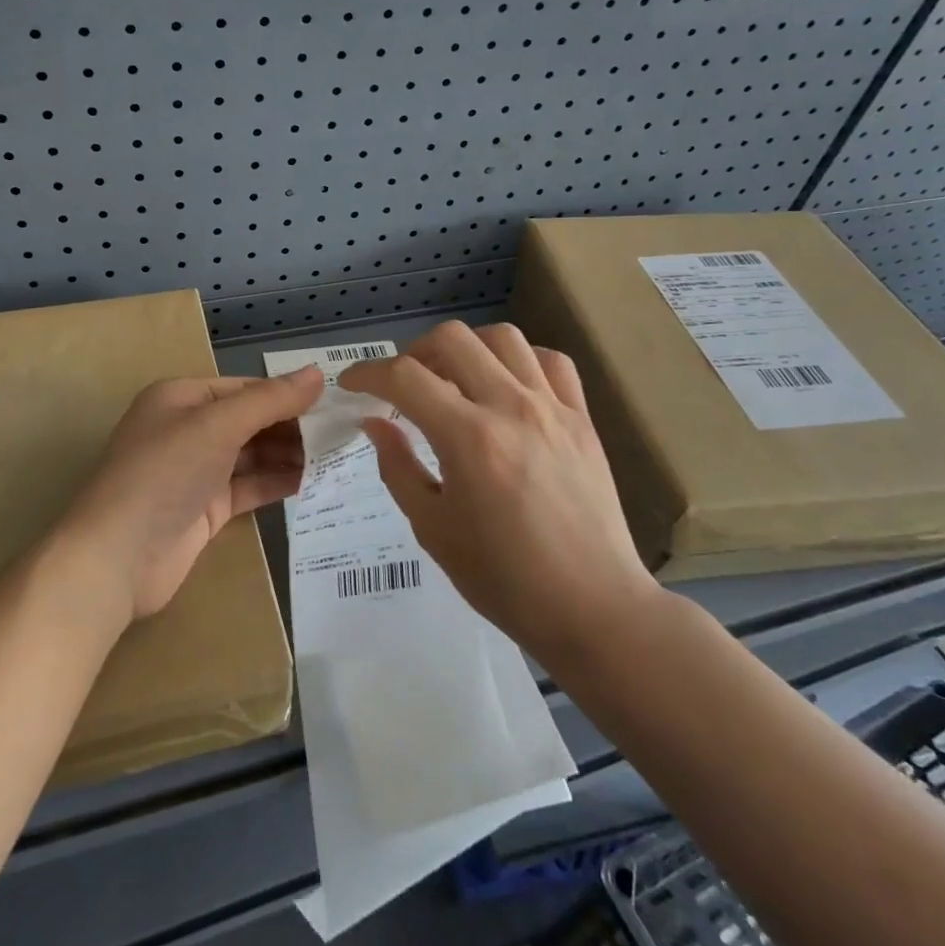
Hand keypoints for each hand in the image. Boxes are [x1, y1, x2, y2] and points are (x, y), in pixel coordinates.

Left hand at [58, 369, 323, 620]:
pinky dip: (277, 482)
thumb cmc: (164, 474)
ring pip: (252, 455)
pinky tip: (312, 482)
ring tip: (336, 457)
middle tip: (342, 434)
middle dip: (292, 426)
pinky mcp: (205, 509)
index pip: (244, 388)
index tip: (333, 402)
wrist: (117, 559)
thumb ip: (269, 400)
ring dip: (289, 455)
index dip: (286, 394)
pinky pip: (248, 487)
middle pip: (250, 420)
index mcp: (181, 398)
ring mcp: (196, 472)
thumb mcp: (217, 426)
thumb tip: (317, 373)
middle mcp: (188, 430)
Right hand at [339, 321, 660, 664]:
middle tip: (403, 384)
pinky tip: (508, 387)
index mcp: (468, 437)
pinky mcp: (583, 419)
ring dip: (467, 349)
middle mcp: (511, 407)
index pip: (404, 377)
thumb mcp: (433, 528)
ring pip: (503, 338)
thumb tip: (376, 422)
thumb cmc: (503, 578)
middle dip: (414, 352)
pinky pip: (551, 362)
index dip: (367, 373)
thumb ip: (398, 467)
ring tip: (454, 379)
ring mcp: (553, 408)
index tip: (352, 385)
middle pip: (452, 339)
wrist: (592, 607)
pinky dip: (520, 360)